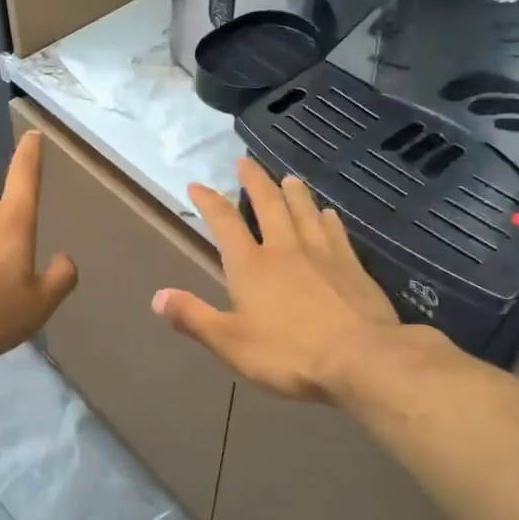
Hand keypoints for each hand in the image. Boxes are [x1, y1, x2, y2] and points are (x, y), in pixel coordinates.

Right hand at [153, 157, 425, 400]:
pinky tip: (328, 213)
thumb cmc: (288, 353)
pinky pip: (336, 232)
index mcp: (251, 266)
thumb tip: (157, 296)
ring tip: (288, 178)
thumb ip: (193, 317)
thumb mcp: (229, 342)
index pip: (225, 224)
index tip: (197, 185)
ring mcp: (322, 254)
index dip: (209, 202)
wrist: (361, 359)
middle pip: (268, 206)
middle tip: (246, 161)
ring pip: (305, 212)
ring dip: (293, 193)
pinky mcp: (352, 267)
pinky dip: (328, 218)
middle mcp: (285, 249)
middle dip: (255, 182)